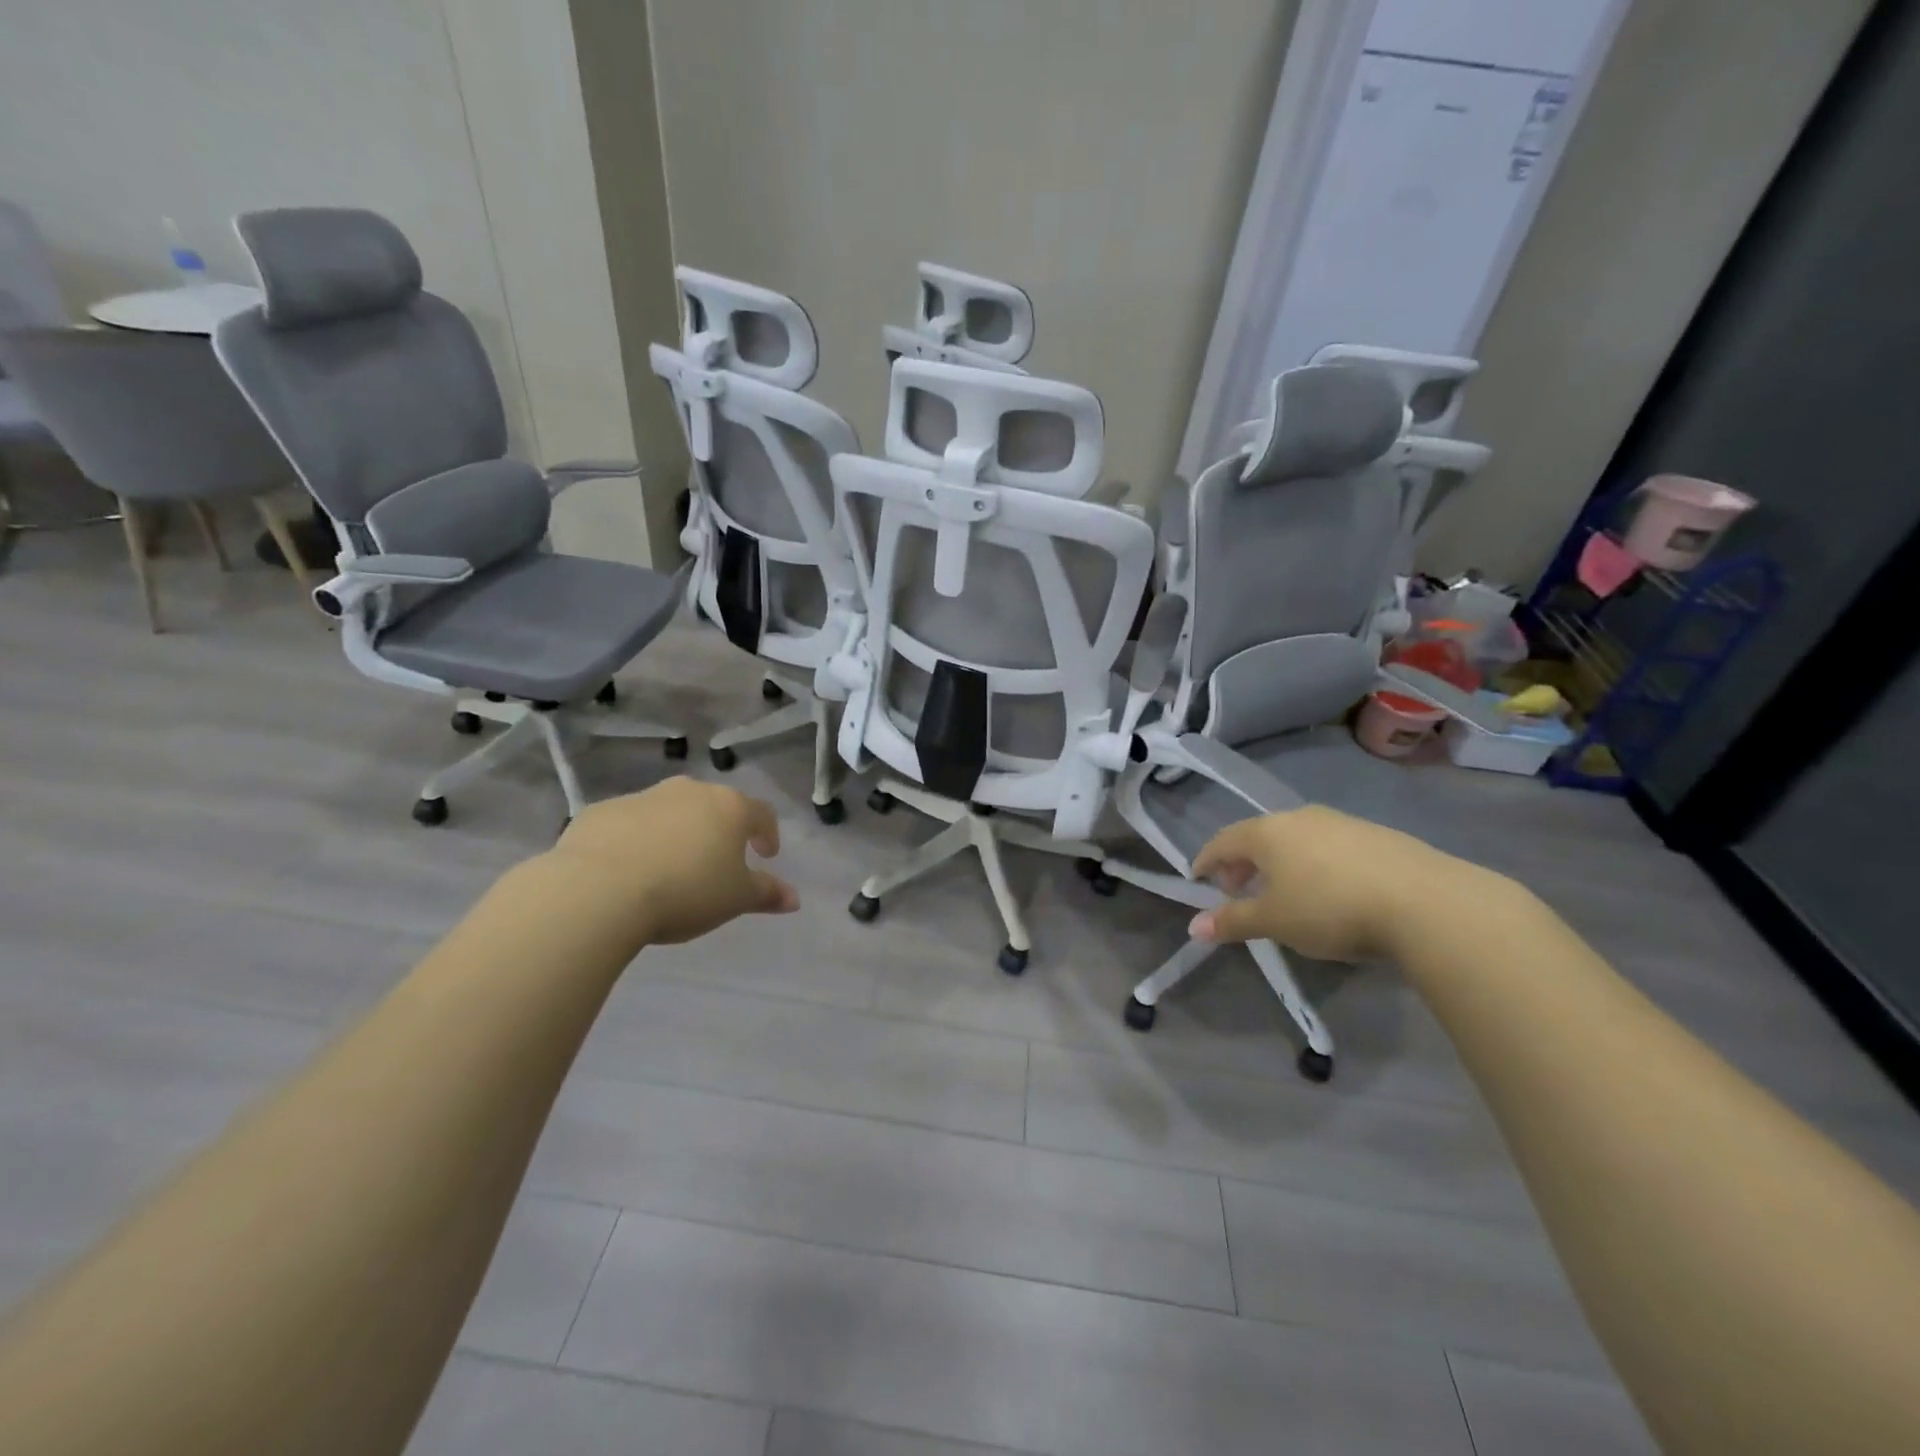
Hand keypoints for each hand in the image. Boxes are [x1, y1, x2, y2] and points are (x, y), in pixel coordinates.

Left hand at [540, 777, 797, 946]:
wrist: (598, 889)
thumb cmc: (684, 891)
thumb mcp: (735, 899)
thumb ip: (766, 894)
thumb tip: (794, 898)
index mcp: (729, 807)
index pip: (761, 813)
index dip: (767, 833)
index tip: (765, 855)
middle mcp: (689, 792)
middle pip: (714, 806)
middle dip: (719, 830)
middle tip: (716, 861)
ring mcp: (642, 797)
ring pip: (670, 811)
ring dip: (676, 833)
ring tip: (669, 868)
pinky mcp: (601, 811)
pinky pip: (628, 823)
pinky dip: (635, 840)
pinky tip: (626, 870)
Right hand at [1188, 805, 1474, 961]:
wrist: (1425, 902)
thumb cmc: (1330, 908)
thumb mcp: (1274, 922)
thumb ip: (1233, 921)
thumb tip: (1194, 927)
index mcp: (1267, 832)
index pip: (1222, 841)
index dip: (1206, 861)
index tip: (1198, 880)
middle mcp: (1299, 817)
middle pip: (1258, 836)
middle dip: (1242, 864)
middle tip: (1238, 892)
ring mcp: (1340, 822)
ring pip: (1294, 839)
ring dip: (1279, 864)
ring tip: (1284, 895)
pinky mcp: (1375, 835)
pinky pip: (1327, 846)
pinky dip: (1313, 864)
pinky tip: (1328, 891)